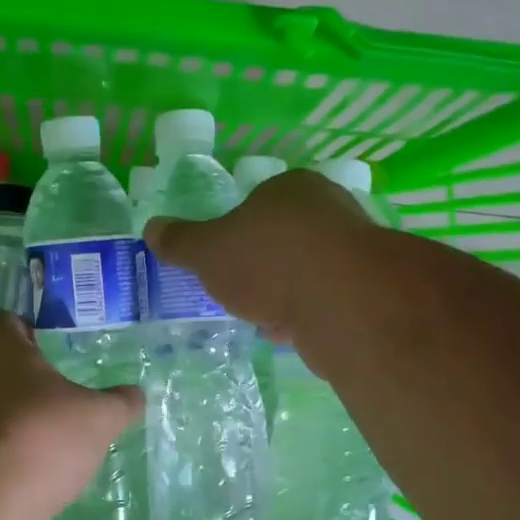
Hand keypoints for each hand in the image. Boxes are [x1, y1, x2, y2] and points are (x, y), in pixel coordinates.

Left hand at [0, 311, 143, 515]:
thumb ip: (120, 403)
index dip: (26, 330)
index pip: (3, 321)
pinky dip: (0, 448)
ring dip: (10, 413)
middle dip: (21, 375)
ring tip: (46, 434)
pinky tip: (28, 467)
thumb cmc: (41, 435)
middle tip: (56, 391)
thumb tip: (136, 394)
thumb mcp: (98, 418)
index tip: (49, 348)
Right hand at [143, 169, 376, 341]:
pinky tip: (287, 333)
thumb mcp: (207, 251)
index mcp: (291, 187)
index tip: (222, 261)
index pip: (258, 203)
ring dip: (283, 294)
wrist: (342, 303)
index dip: (236, 232)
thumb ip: (180, 241)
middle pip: (283, 238)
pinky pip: (324, 301)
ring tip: (259, 317)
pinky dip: (305, 315)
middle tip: (237, 290)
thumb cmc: (268, 261)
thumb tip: (151, 228)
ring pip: (305, 272)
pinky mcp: (367, 291)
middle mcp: (329, 209)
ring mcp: (354, 250)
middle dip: (260, 267)